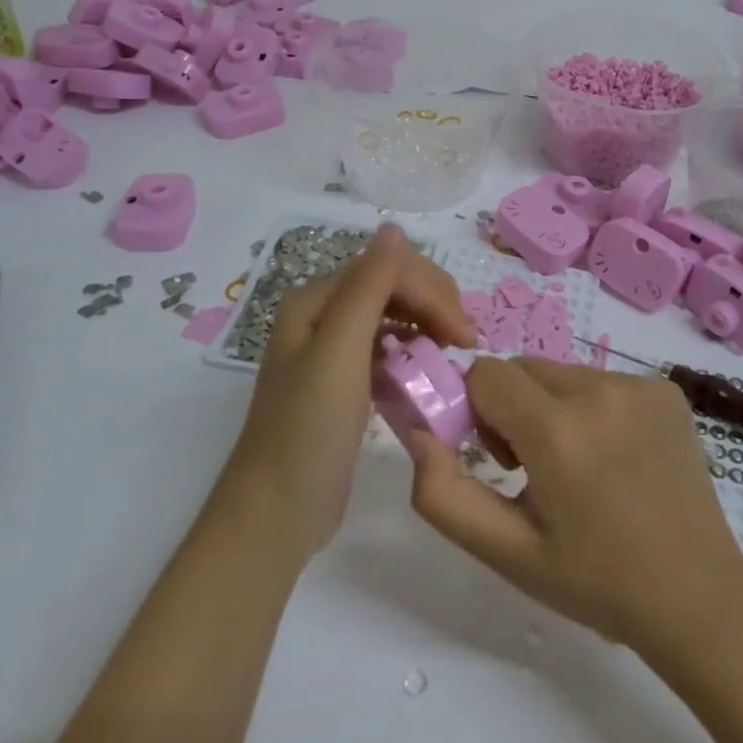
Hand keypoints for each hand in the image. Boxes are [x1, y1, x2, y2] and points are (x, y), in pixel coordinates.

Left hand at [223, 225, 475, 557]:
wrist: (275, 514)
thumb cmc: (307, 431)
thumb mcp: (339, 353)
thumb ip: (368, 287)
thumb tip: (394, 228)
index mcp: (316, 300)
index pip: (388, 269)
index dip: (431, 291)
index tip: (466, 336)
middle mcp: (322, 316)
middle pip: (392, 286)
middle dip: (434, 304)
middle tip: (467, 343)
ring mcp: (332, 351)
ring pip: (394, 316)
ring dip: (427, 326)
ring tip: (453, 355)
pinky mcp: (345, 383)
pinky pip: (387, 350)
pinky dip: (411, 354)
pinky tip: (426, 372)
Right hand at [406, 356, 742, 649]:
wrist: (697, 596)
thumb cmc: (595, 581)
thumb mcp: (507, 551)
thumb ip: (444, 494)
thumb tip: (417, 431)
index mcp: (557, 430)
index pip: (485, 374)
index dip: (479, 414)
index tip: (502, 460)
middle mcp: (599, 391)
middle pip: (523, 369)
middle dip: (514, 408)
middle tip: (537, 469)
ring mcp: (639, 386)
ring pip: (562, 373)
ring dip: (554, 407)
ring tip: (581, 467)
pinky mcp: (666, 390)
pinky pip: (603, 381)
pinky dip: (595, 408)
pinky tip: (618, 458)